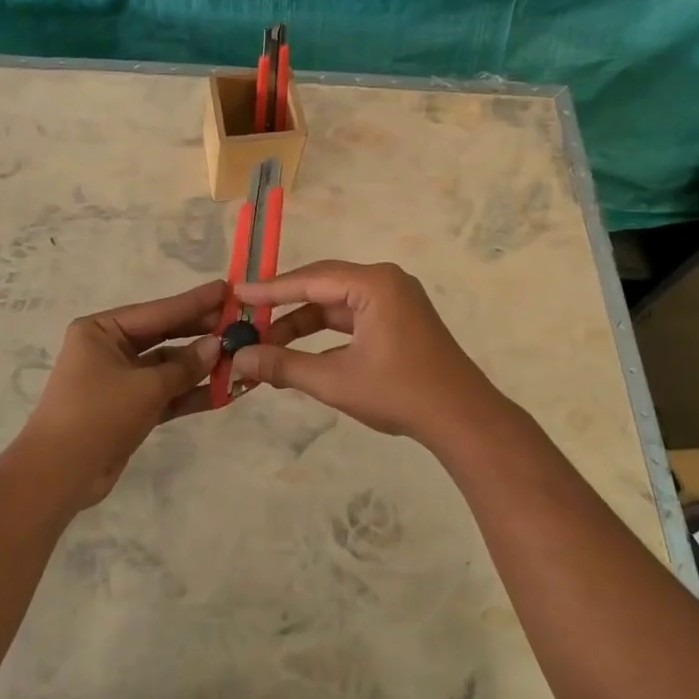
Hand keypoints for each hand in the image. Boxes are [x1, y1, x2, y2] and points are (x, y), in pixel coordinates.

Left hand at [17, 280, 224, 510]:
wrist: (58, 476)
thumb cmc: (97, 415)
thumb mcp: (145, 387)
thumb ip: (184, 366)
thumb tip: (218, 345)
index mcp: (101, 331)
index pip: (157, 311)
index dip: (194, 302)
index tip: (226, 289)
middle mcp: (109, 349)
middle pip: (164, 336)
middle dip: (201, 334)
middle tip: (240, 324)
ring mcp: (120, 380)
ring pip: (168, 367)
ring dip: (201, 367)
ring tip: (242, 358)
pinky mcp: (129, 408)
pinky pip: (166, 394)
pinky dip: (191, 393)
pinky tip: (226, 390)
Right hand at [230, 260, 509, 448]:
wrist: (462, 418)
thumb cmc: (399, 393)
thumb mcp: (335, 380)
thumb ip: (284, 366)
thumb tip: (239, 360)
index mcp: (374, 284)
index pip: (310, 280)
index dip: (270, 290)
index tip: (236, 295)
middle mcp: (385, 282)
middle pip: (322, 286)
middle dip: (284, 307)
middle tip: (247, 319)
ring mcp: (395, 300)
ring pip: (336, 304)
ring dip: (303, 324)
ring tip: (266, 344)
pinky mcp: (399, 319)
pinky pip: (352, 317)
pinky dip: (325, 333)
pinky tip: (300, 353)